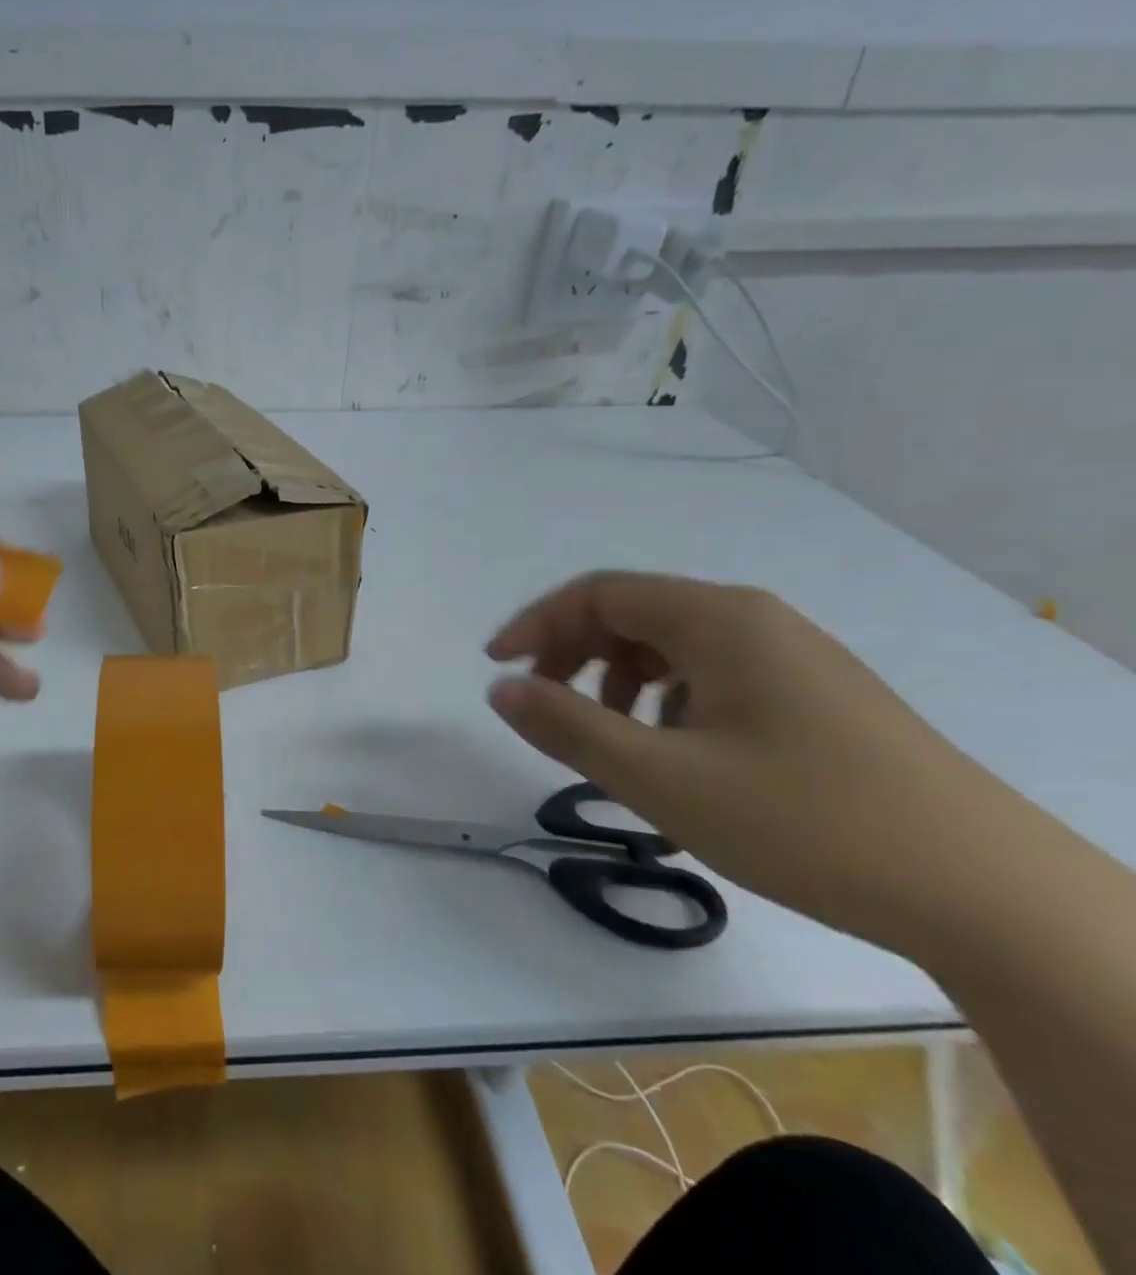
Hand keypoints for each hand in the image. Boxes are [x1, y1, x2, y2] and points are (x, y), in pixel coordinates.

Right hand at [485, 571, 1035, 955]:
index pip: (598, 593)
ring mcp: (793, 656)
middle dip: (572, 652)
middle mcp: (755, 620)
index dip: (536, 624)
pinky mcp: (816, 696)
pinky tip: (677, 753)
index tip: (497, 668)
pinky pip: (713, 674)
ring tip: (610, 737)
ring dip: (617, 678)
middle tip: (542, 705)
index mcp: (717, 619)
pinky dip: (667, 699)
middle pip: (633, 612)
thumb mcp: (662, 779)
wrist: (991, 896)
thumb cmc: (806, 822)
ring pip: (672, 645)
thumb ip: (567, 727)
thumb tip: (500, 689)